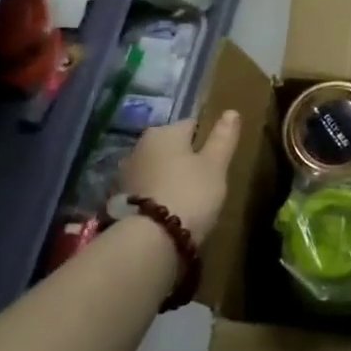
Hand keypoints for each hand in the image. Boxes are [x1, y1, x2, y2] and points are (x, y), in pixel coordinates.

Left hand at [120, 112, 240, 243]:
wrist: (150, 239)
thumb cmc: (190, 193)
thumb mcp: (216, 165)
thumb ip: (223, 138)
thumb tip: (231, 111)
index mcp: (164, 132)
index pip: (192, 125)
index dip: (207, 141)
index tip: (218, 160)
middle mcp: (140, 146)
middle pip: (171, 147)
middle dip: (186, 159)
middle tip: (205, 181)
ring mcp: (126, 173)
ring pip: (157, 168)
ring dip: (169, 177)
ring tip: (187, 199)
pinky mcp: (118, 199)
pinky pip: (147, 189)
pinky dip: (157, 194)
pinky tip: (169, 211)